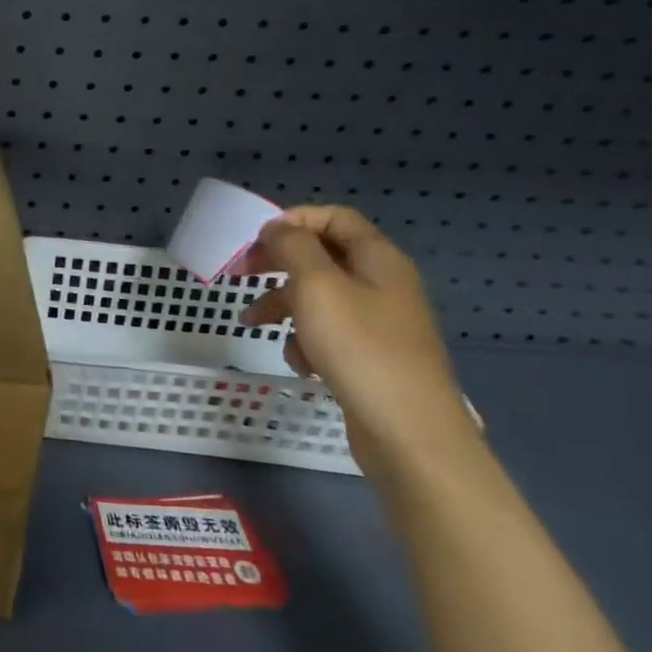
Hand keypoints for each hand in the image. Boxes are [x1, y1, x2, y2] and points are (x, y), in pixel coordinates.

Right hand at [242, 205, 479, 481]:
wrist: (409, 433)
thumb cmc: (360, 349)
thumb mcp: (316, 287)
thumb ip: (293, 248)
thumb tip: (278, 229)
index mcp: (378, 260)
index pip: (334, 218)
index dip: (293, 221)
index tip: (256, 240)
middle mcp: (383, 285)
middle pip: (323, 256)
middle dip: (279, 263)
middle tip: (242, 273)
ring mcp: (380, 323)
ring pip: (320, 297)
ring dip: (283, 304)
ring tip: (253, 323)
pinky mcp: (372, 356)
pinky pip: (330, 333)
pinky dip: (306, 340)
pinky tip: (300, 362)